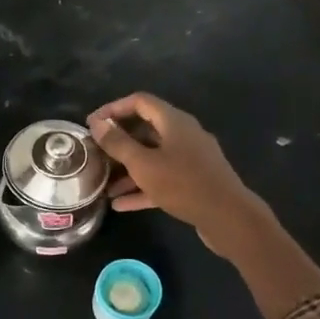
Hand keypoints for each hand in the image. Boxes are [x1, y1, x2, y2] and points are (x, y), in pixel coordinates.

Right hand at [87, 93, 267, 254]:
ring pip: (152, 157)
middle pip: (145, 130)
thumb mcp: (143, 164)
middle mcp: (184, 135)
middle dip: (119, 142)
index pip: (140, 102)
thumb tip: (97, 123)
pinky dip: (142, 188)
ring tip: (104, 186)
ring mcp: (190, 159)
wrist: (227, 216)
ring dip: (128, 170)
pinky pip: (162, 179)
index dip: (113, 108)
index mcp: (174, 122)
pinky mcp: (193, 182)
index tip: (91, 123)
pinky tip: (121, 205)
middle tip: (95, 154)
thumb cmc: (183, 184)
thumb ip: (118, 143)